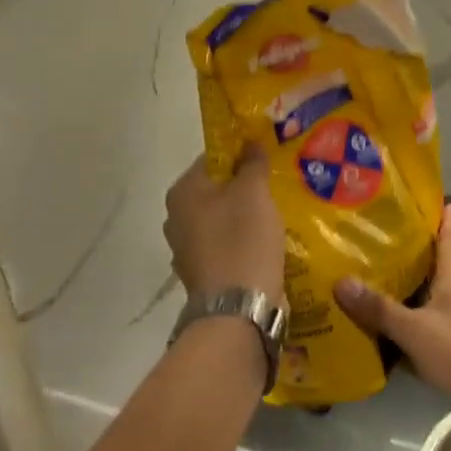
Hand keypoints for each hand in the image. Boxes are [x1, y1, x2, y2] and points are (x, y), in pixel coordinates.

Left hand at [163, 147, 285, 300]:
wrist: (237, 309)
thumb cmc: (243, 240)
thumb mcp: (254, 192)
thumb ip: (252, 162)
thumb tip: (250, 142)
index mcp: (183, 192)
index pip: (213, 158)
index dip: (241, 154)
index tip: (268, 159)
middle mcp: (175, 217)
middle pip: (216, 190)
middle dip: (244, 187)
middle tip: (275, 186)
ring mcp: (186, 248)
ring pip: (221, 219)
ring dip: (244, 216)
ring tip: (275, 216)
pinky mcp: (201, 273)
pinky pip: (224, 245)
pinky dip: (241, 242)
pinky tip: (264, 245)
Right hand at [333, 204, 450, 427]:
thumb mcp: (416, 331)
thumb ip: (379, 308)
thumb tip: (340, 281)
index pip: (449, 228)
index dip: (434, 208)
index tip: (408, 194)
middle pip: (434, 256)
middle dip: (407, 244)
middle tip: (371, 231)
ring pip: (427, 288)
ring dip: (404, 281)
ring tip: (366, 270)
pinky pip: (425, 317)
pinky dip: (406, 315)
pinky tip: (381, 321)